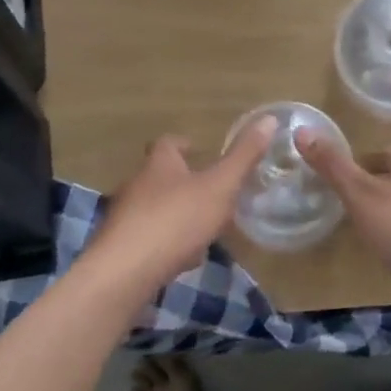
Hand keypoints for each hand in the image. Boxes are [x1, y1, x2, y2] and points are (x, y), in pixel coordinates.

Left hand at [91, 118, 275, 295]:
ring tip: (201, 227)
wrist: (125, 272)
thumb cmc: (176, 220)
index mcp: (159, 164)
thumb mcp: (219, 187)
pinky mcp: (121, 248)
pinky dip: (165, 243)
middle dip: (181, 181)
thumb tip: (269, 119)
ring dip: (175, 214)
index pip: (168, 144)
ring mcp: (125, 218)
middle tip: (208, 190)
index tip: (198, 149)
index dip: (183, 144)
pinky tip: (183, 259)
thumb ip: (243, 157)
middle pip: (159, 176)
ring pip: (154, 209)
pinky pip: (148, 239)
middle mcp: (137, 185)